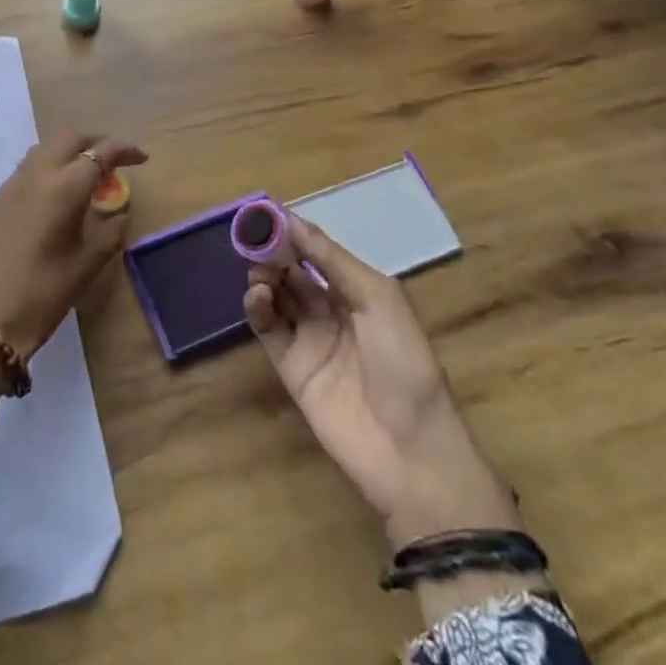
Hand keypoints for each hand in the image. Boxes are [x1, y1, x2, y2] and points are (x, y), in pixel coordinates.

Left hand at [0, 131, 146, 391]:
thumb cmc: (41, 295)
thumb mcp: (86, 266)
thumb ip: (110, 232)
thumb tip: (119, 212)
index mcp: (64, 188)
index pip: (101, 152)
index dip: (124, 149)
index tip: (142, 158)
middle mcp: (36, 175)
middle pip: (69, 138)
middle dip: (95, 141)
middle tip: (113, 160)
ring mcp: (9, 185)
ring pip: (44, 149)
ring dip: (68, 152)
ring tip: (85, 177)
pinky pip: (26, 170)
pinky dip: (47, 169)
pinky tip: (53, 198)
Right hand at [245, 216, 520, 547]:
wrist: (412, 451)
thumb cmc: (405, 363)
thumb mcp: (378, 299)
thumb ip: (332, 260)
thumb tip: (291, 220)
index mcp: (358, 290)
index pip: (317, 251)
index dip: (293, 232)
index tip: (265, 213)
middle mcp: (331, 309)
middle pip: (292, 270)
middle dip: (273, 251)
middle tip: (253, 239)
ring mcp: (310, 338)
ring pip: (276, 295)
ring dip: (264, 276)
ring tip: (259, 273)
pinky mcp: (291, 367)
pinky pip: (268, 329)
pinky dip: (258, 308)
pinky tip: (257, 296)